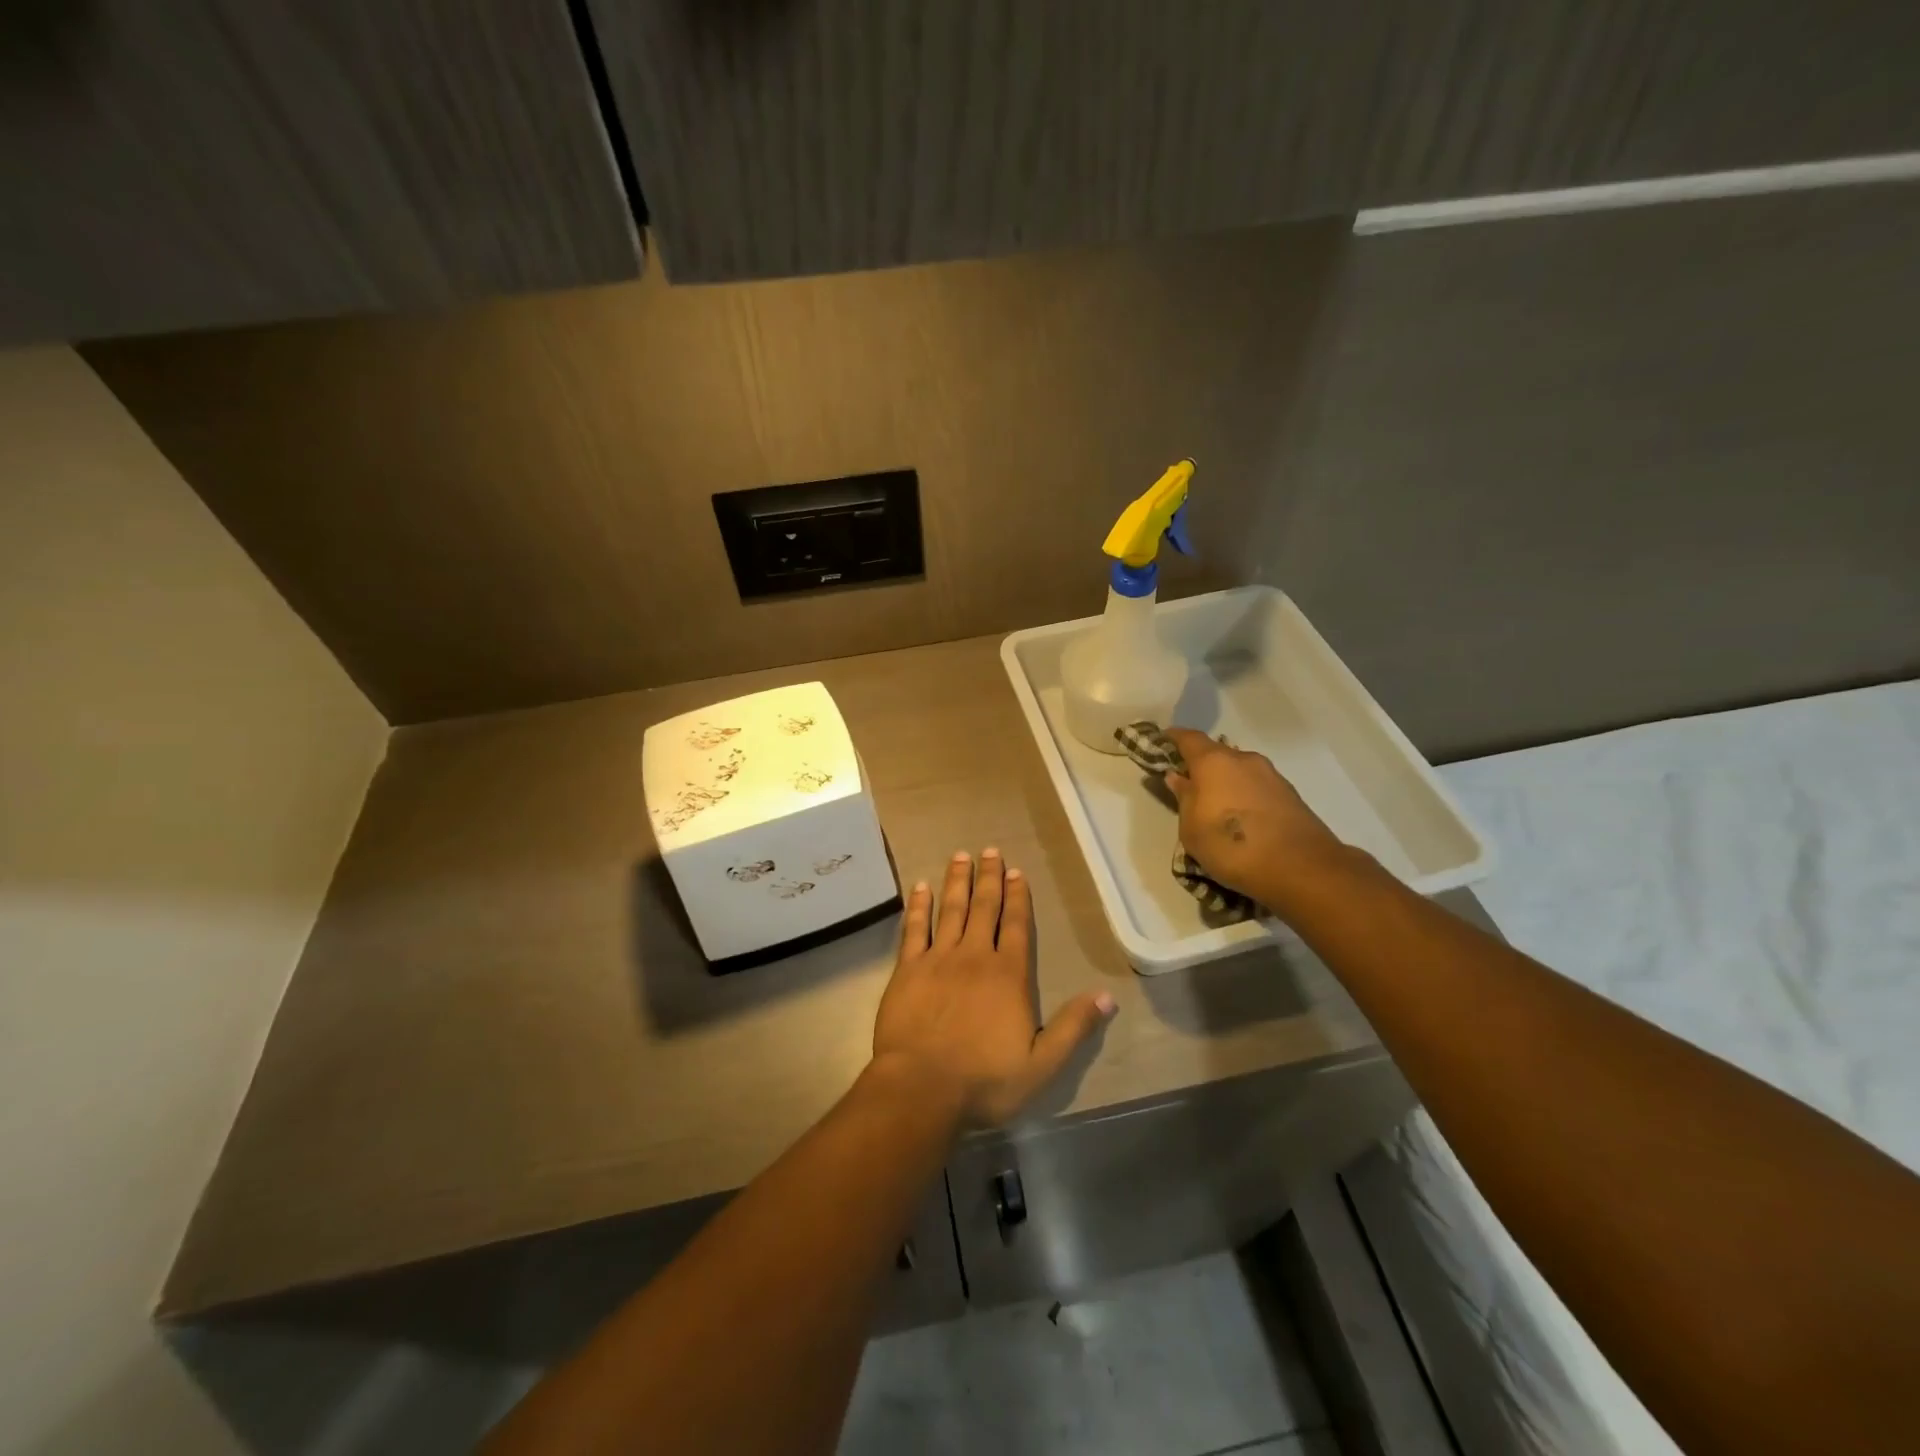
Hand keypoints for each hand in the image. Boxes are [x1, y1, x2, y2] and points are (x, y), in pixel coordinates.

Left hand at [872, 848, 1115, 1126]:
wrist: (922, 1088)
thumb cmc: (985, 1080)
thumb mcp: (1042, 1064)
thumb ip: (1073, 1027)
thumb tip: (1107, 996)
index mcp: (1008, 975)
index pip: (1016, 926)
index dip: (1018, 897)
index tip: (1017, 871)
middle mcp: (974, 957)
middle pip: (984, 908)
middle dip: (989, 878)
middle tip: (989, 850)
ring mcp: (938, 960)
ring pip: (950, 910)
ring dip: (957, 882)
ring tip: (961, 856)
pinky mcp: (907, 970)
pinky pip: (914, 929)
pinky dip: (919, 906)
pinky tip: (921, 887)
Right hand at [1162, 728, 1349, 909]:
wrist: (1300, 868)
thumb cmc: (1231, 846)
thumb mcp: (1192, 829)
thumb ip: (1184, 798)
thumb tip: (1178, 777)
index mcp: (1214, 762)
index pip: (1188, 738)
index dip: (1174, 738)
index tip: (1163, 742)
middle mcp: (1244, 759)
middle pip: (1217, 753)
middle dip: (1202, 765)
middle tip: (1190, 785)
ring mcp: (1271, 775)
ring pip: (1240, 770)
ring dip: (1226, 782)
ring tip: (1218, 807)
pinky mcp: (1290, 795)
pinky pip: (1257, 787)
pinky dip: (1246, 796)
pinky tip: (1244, 819)